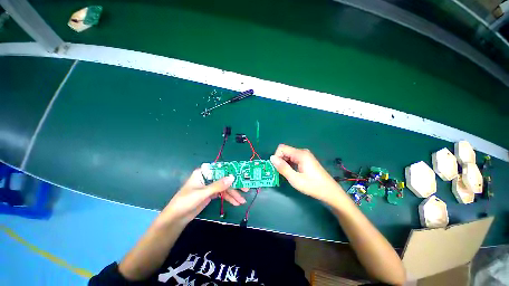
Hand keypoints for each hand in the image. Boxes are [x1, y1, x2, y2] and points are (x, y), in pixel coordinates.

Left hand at [160, 169, 246, 225]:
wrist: (176, 218)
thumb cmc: (185, 202)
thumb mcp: (202, 193)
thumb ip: (217, 186)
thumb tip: (232, 177)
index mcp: (204, 172)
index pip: (221, 168)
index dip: (232, 171)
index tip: (242, 174)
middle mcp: (209, 177)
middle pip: (225, 178)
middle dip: (235, 185)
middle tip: (246, 189)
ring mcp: (211, 185)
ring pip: (225, 187)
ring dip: (234, 194)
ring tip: (242, 201)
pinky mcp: (212, 193)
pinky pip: (223, 193)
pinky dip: (229, 198)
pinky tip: (236, 203)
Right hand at [270, 144, 345, 203]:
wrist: (330, 192)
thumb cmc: (313, 186)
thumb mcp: (295, 179)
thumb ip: (283, 168)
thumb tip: (271, 158)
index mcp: (300, 154)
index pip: (281, 148)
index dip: (276, 157)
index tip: (277, 168)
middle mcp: (302, 152)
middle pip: (285, 151)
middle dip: (280, 160)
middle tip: (280, 173)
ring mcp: (305, 155)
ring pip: (288, 155)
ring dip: (284, 163)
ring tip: (286, 174)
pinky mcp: (306, 159)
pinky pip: (293, 158)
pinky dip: (289, 164)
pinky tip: (292, 172)